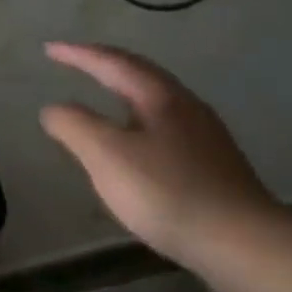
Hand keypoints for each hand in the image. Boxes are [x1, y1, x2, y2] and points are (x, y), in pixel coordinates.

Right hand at [39, 42, 282, 271]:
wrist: (241, 242)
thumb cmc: (167, 192)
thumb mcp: (107, 156)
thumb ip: (75, 126)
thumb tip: (53, 108)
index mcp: (160, 97)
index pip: (113, 63)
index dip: (79, 54)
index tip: (49, 48)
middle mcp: (186, 107)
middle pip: (141, 76)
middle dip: (105, 66)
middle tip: (75, 62)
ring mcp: (204, 137)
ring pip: (155, 102)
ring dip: (123, 94)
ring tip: (101, 99)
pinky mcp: (211, 166)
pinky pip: (164, 129)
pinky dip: (137, 123)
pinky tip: (133, 147)